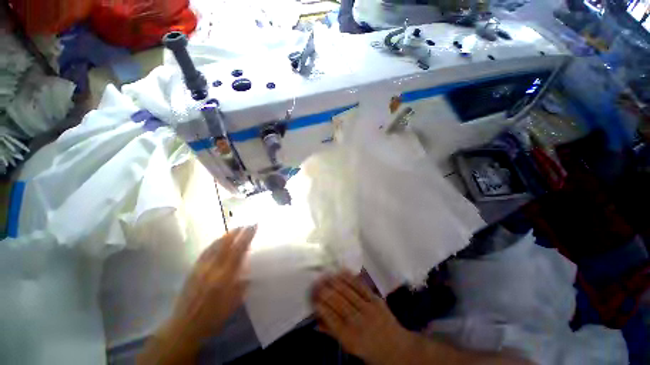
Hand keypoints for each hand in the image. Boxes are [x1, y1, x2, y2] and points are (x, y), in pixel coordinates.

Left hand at [138, 226, 256, 364]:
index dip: (246, 237)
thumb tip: (249, 271)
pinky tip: (219, 241)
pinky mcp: (192, 270)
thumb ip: (242, 285)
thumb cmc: (212, 318)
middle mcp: (211, 269)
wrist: (183, 327)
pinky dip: (215, 243)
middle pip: (225, 244)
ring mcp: (200, 268)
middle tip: (246, 224)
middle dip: (236, 232)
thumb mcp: (233, 303)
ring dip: (226, 235)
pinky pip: (206, 251)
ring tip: (235, 229)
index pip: (238, 251)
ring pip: (214, 245)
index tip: (254, 226)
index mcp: (224, 277)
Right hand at [312, 271, 411, 364]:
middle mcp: (358, 323)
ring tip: (326, 274)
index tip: (313, 296)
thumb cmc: (371, 350)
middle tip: (317, 281)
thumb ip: (333, 333)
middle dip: (326, 291)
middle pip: (338, 303)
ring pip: (347, 292)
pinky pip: (360, 286)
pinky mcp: (376, 300)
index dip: (321, 306)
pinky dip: (350, 278)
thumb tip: (316, 322)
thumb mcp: (350, 347)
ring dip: (335, 282)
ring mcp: (368, 309)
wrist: (399, 349)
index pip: (331, 319)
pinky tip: (342, 271)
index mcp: (350, 338)